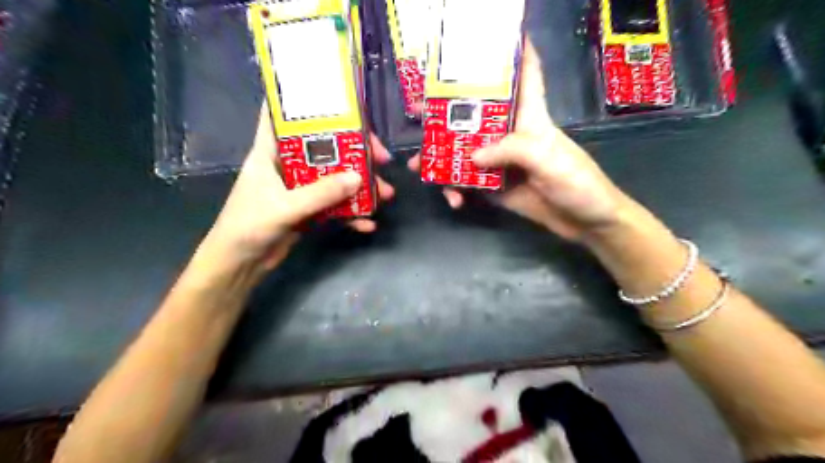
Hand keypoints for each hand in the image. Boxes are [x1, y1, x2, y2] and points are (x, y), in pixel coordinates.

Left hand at [210, 106, 395, 268]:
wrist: (241, 264)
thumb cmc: (248, 227)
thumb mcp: (284, 207)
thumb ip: (320, 193)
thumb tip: (358, 178)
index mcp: (271, 152)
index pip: (283, 115)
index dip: (307, 103)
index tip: (339, 102)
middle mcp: (288, 165)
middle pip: (325, 148)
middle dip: (354, 152)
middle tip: (381, 159)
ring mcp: (300, 188)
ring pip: (335, 178)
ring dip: (360, 186)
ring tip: (385, 194)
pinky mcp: (308, 209)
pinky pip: (335, 205)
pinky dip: (351, 213)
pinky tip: (367, 224)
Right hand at [405, 37, 625, 239]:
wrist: (584, 222)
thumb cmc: (577, 182)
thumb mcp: (548, 159)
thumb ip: (510, 151)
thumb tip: (471, 156)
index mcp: (529, 117)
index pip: (525, 75)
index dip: (514, 52)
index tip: (489, 37)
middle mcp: (510, 135)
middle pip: (476, 115)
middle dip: (447, 111)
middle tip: (417, 112)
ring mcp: (499, 162)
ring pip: (464, 151)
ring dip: (440, 158)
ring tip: (418, 167)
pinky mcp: (494, 186)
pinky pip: (467, 182)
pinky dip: (456, 189)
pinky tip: (454, 200)